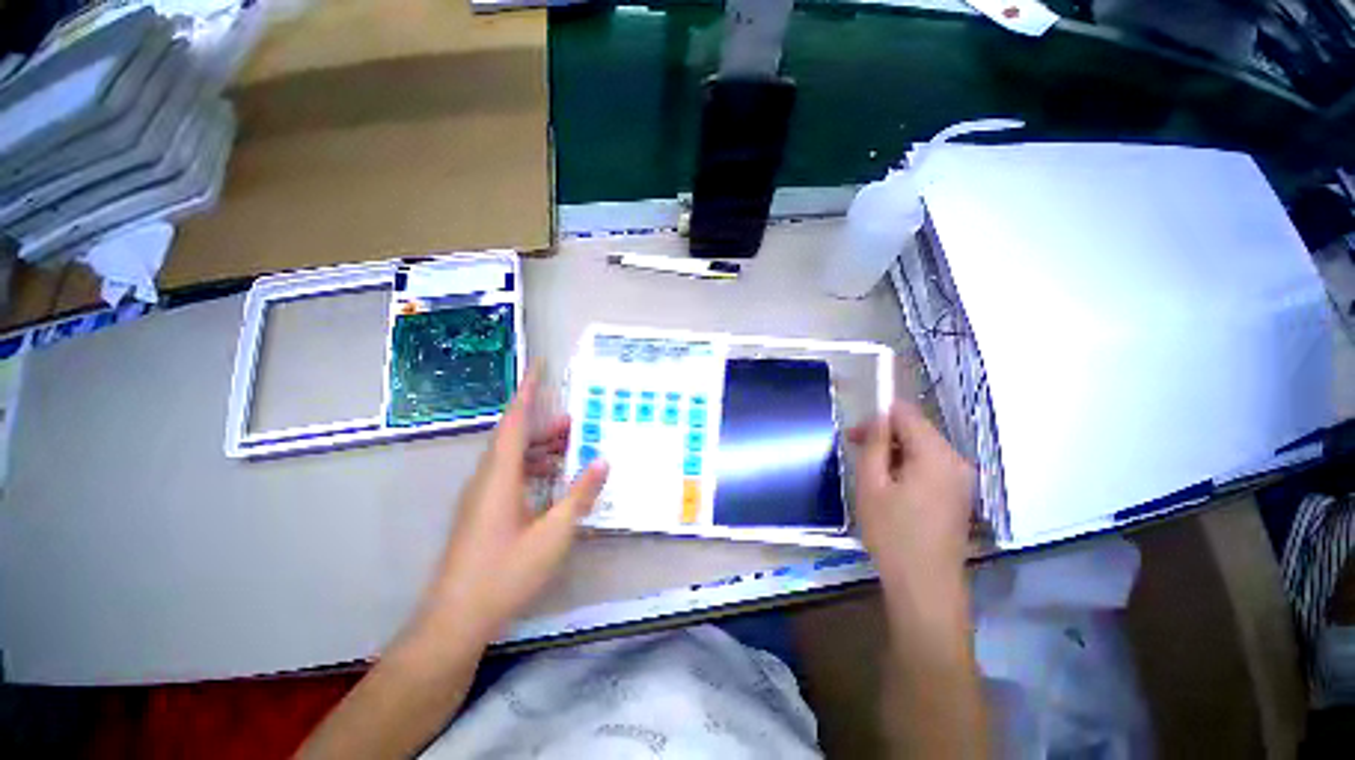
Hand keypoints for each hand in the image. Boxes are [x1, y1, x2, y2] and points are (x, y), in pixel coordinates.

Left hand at [411, 367, 608, 648]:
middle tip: (575, 421)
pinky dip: (532, 469)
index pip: (515, 422)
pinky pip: (508, 476)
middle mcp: (486, 479)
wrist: (454, 620)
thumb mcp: (553, 533)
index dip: (527, 392)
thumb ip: (579, 494)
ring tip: (569, 448)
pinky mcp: (481, 512)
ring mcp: (481, 497)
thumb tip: (602, 460)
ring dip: (539, 449)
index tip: (538, 368)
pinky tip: (551, 482)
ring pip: (511, 458)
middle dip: (543, 425)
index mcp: (499, 476)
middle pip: (514, 438)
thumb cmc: (504, 573)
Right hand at [851, 402, 974, 587]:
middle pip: (917, 429)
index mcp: (935, 454)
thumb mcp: (871, 484)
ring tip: (870, 472)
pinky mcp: (959, 494)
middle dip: (885, 434)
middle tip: (856, 450)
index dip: (878, 417)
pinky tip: (891, 487)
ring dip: (894, 451)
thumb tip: (879, 417)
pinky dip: (908, 466)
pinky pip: (931, 465)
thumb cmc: (892, 534)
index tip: (855, 435)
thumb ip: (876, 443)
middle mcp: (956, 460)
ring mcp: (962, 479)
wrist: (926, 586)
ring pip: (923, 447)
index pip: (907, 414)